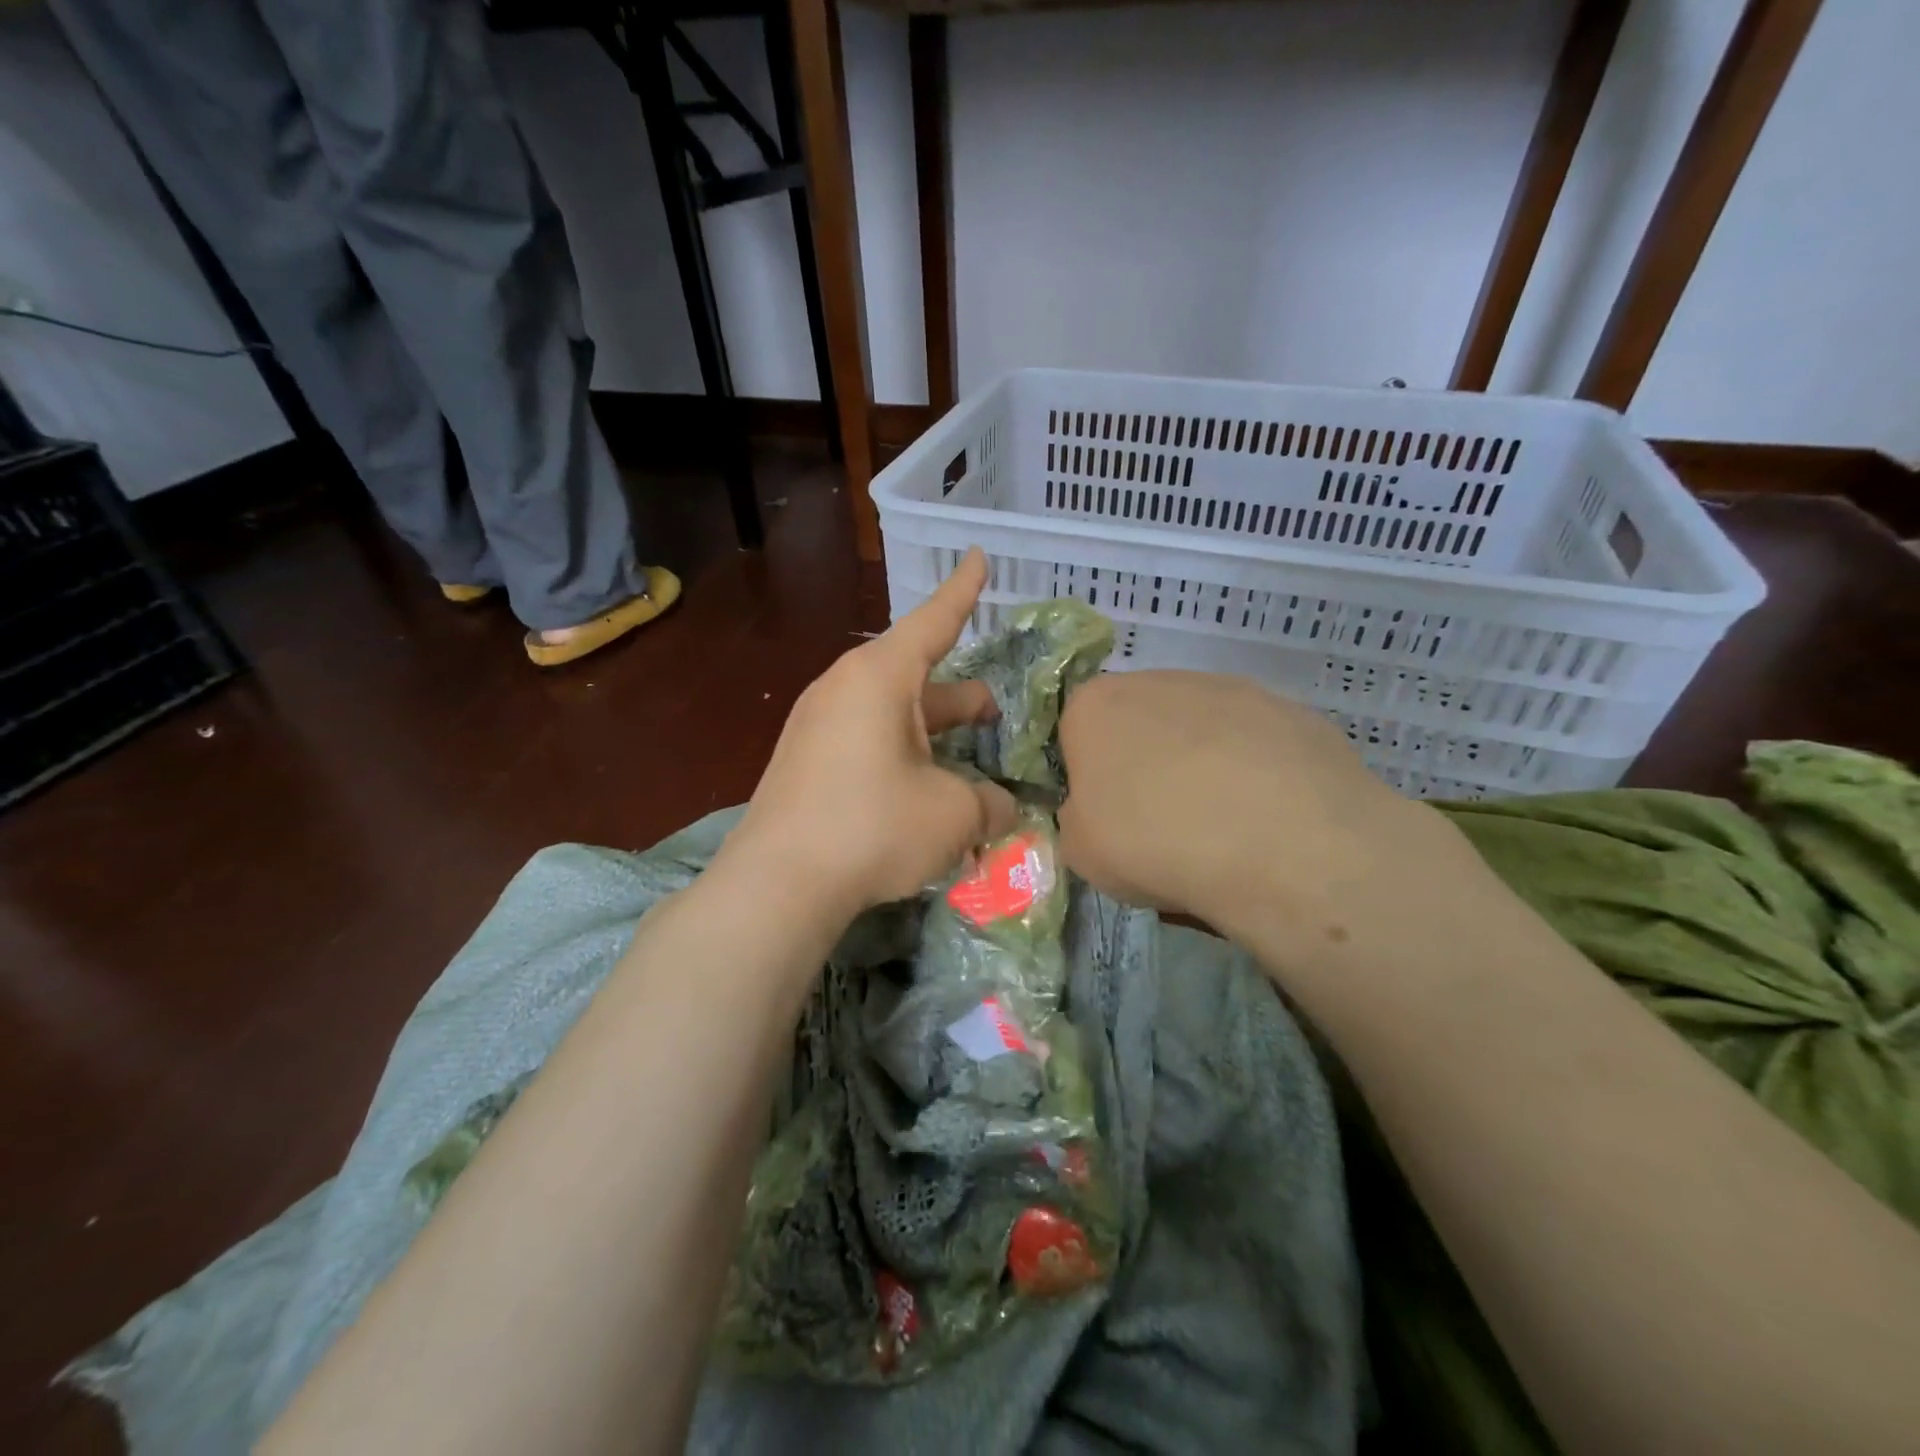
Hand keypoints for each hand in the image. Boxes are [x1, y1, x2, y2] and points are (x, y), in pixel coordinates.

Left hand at [723, 548, 1018, 919]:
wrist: (777, 882)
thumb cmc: (874, 827)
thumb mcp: (953, 814)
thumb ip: (990, 804)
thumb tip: (1002, 809)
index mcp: (880, 677)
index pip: (933, 621)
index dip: (963, 592)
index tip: (978, 556)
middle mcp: (845, 688)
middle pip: (917, 678)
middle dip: (961, 698)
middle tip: (997, 715)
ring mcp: (817, 725)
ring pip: (892, 716)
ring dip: (933, 735)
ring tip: (967, 761)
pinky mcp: (805, 761)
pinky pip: (865, 742)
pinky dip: (901, 757)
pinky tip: (920, 794)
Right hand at [1056, 670, 1470, 959]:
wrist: (1280, 843)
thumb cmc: (1155, 842)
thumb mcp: (1081, 853)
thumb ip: (1078, 821)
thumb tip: (1099, 814)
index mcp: (1096, 706)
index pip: (1076, 733)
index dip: (1089, 778)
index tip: (1108, 818)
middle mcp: (1160, 680)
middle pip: (1141, 724)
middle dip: (1147, 767)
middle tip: (1163, 826)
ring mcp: (1232, 690)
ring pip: (1203, 731)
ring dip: (1203, 768)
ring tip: (1225, 830)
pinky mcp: (1292, 711)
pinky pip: (1258, 746)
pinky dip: (1258, 776)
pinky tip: (1270, 821)